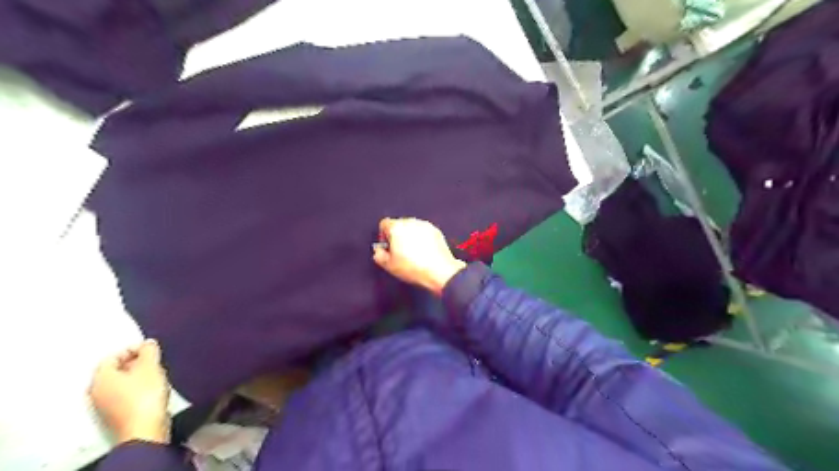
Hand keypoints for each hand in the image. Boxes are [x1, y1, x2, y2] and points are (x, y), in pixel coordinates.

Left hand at [88, 340, 171, 442]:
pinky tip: (151, 390)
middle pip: (115, 370)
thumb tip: (148, 344)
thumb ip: (149, 351)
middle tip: (154, 361)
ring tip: (155, 375)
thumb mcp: (151, 366)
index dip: (132, 349)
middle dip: (135, 363)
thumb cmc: (145, 395)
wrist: (144, 429)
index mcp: (101, 378)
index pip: (112, 356)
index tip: (150, 350)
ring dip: (136, 376)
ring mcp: (104, 406)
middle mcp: (96, 391)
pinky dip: (136, 389)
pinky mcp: (115, 415)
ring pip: (120, 383)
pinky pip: (124, 395)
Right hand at [372, 219, 465, 295]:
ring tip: (413, 253)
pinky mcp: (436, 230)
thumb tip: (379, 251)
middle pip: (398, 224)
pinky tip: (424, 251)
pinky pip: (424, 231)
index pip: (384, 224)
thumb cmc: (412, 267)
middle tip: (399, 252)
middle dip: (397, 235)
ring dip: (410, 236)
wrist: (440, 271)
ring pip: (412, 227)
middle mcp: (410, 222)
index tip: (387, 247)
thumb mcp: (389, 266)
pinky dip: (422, 238)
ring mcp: (425, 225)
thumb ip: (379, 255)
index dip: (383, 235)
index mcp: (396, 227)